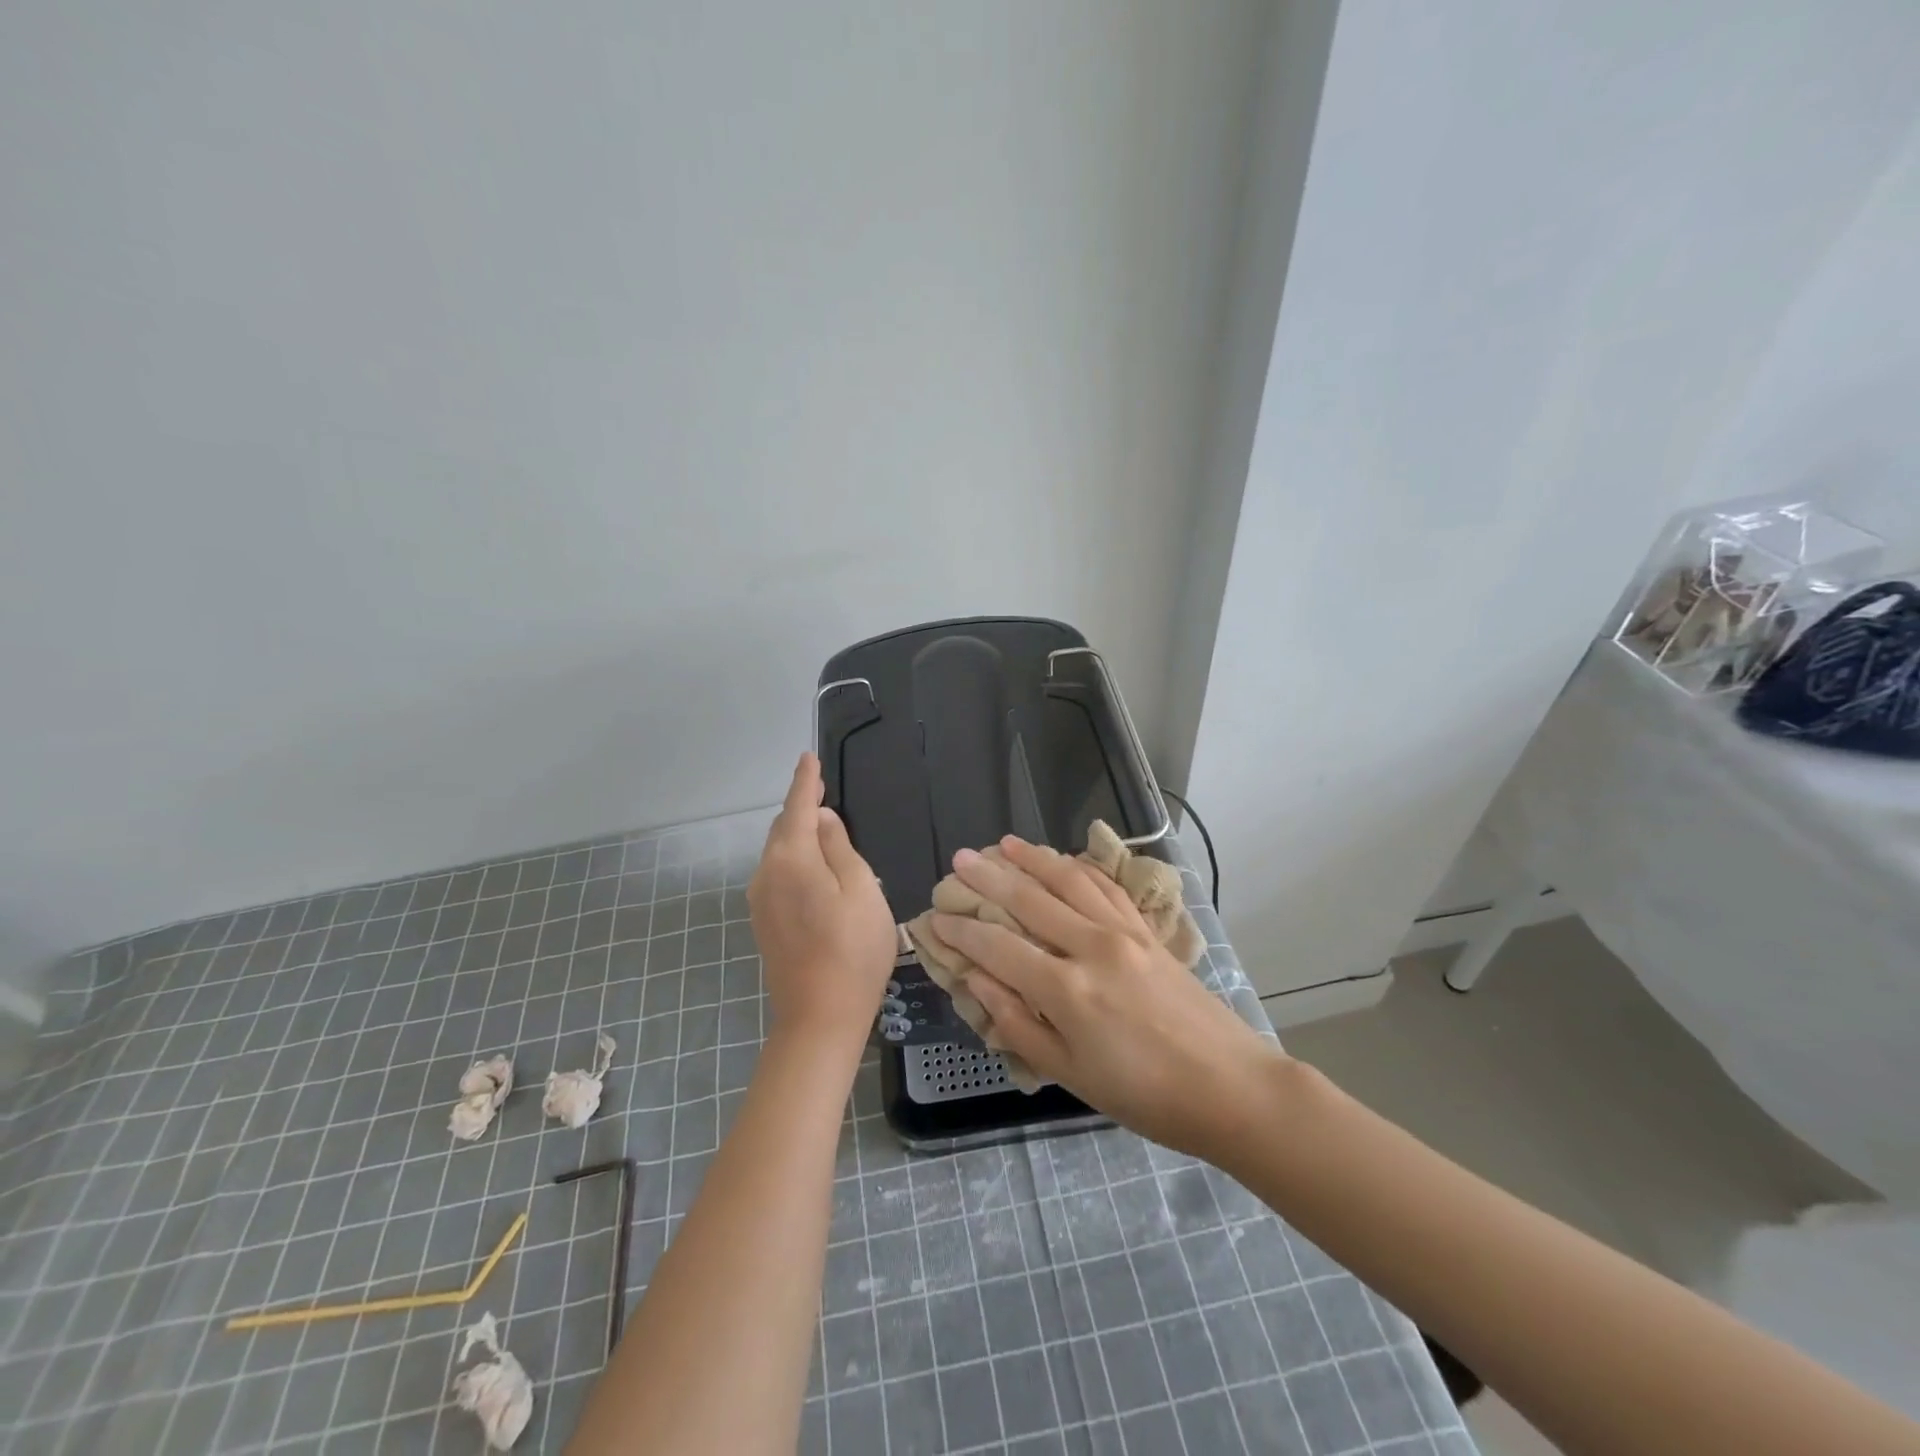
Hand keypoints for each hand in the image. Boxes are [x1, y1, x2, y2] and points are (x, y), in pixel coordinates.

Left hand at [747, 753, 896, 1048]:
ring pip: (778, 851)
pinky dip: (793, 857)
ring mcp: (760, 900)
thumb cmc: (853, 951)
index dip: (806, 781)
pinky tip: (811, 865)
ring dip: (797, 833)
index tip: (809, 757)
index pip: (798, 808)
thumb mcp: (862, 891)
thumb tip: (822, 819)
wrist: (819, 1017)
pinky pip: (777, 873)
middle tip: (822, 788)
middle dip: (801, 806)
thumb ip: (840, 848)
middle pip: (783, 828)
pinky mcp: (763, 921)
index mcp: (792, 860)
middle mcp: (767, 873)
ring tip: (821, 824)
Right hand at [930, 836, 1285, 1157]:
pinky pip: (1107, 887)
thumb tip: (977, 981)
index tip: (936, 917)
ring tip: (1004, 843)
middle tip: (960, 859)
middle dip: (988, 877)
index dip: (962, 931)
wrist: (1230, 1087)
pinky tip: (1065, 860)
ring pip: (1068, 880)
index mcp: (1067, 990)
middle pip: (1029, 899)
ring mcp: (1124, 932)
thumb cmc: (1144, 1095)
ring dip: (1033, 858)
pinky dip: (1080, 869)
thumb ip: (1019, 1024)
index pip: (998, 947)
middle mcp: (1091, 947)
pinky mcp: (1148, 931)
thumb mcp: (1070, 1075)